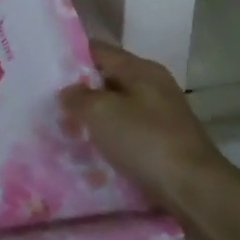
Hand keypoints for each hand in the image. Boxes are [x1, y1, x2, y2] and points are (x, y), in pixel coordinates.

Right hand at [59, 41, 228, 212]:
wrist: (194, 189)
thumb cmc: (145, 141)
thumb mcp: (102, 113)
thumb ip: (78, 97)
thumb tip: (68, 91)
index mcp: (141, 69)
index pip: (99, 51)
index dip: (72, 57)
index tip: (45, 71)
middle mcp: (154, 86)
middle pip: (109, 80)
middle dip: (81, 92)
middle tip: (51, 106)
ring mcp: (162, 115)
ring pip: (118, 109)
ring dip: (95, 119)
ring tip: (67, 131)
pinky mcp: (164, 142)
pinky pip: (129, 133)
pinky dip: (111, 139)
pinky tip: (93, 153)